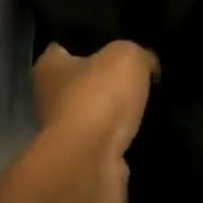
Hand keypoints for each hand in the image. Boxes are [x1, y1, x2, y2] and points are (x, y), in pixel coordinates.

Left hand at [32, 42, 157, 202]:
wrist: (92, 162)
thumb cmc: (98, 97)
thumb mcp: (127, 56)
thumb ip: (138, 53)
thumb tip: (148, 65)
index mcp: (48, 66)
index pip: (64, 46)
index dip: (90, 42)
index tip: (117, 41)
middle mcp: (50, 97)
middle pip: (83, 81)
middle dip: (108, 79)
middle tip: (144, 72)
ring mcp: (67, 132)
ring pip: (98, 112)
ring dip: (119, 112)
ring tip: (153, 101)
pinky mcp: (85, 158)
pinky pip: (110, 140)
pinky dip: (126, 137)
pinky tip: (150, 129)